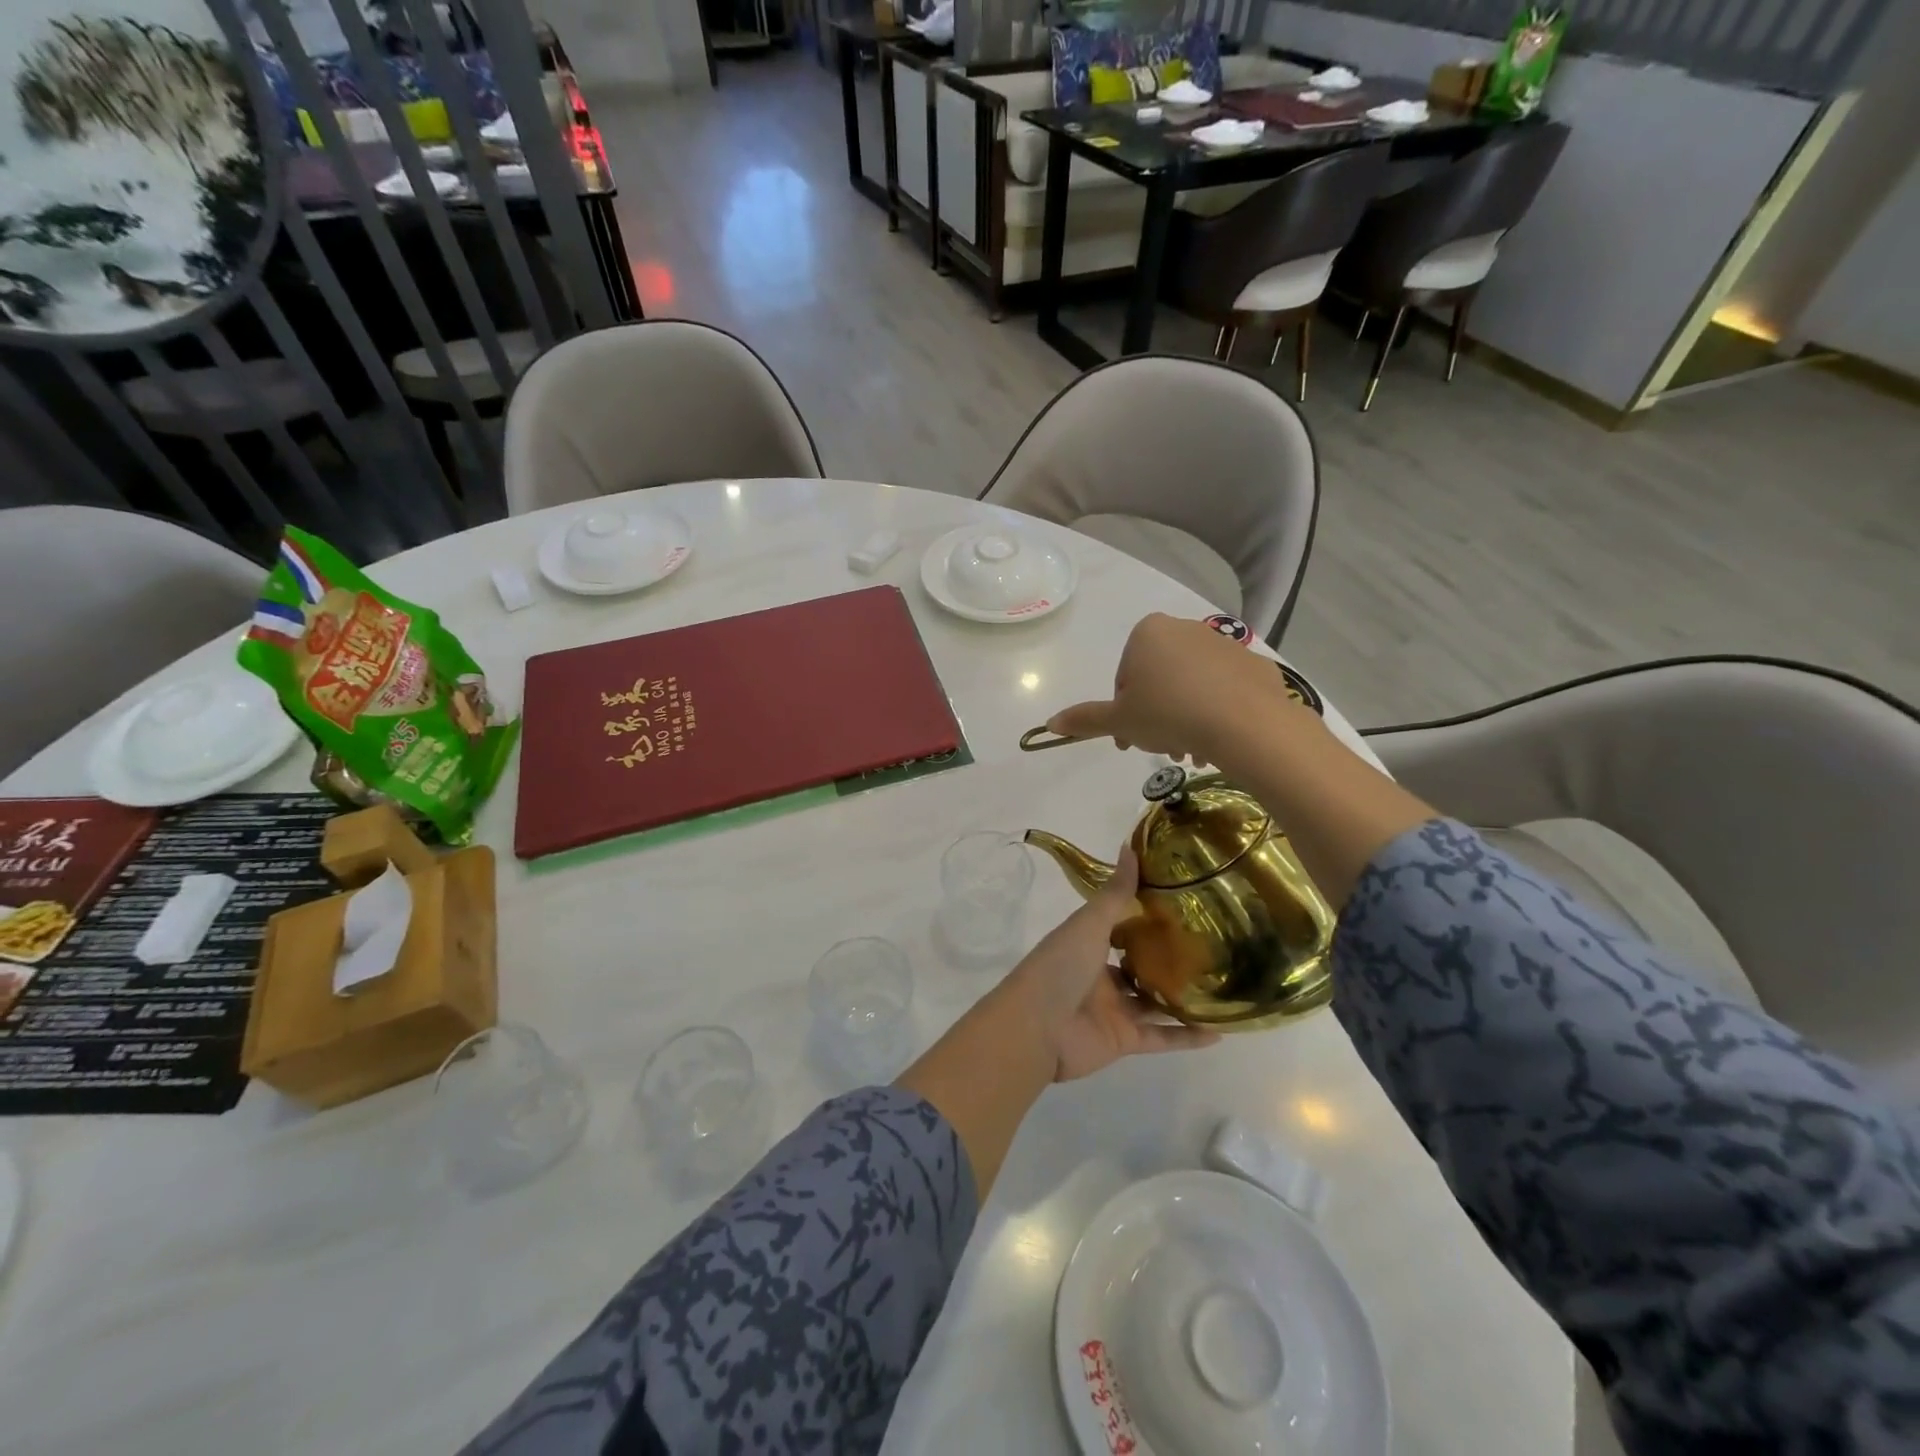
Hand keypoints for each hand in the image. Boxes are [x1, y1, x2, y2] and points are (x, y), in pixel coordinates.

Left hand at [1001, 845, 1218, 1081]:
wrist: (1036, 1028)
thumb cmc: (1059, 967)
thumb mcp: (1088, 924)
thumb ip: (1114, 894)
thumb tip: (1130, 846)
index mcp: (1087, 944)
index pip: (1120, 927)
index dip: (1146, 918)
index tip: (1183, 906)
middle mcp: (1100, 975)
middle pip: (1139, 966)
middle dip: (1168, 958)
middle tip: (1211, 947)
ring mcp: (1113, 1009)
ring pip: (1153, 1002)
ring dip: (1182, 997)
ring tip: (1222, 986)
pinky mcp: (1124, 1040)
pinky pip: (1161, 1038)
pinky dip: (1186, 1037)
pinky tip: (1218, 1031)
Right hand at [1046, 613, 1299, 768]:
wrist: (1245, 723)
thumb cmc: (1169, 714)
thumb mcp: (1119, 721)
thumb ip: (1085, 719)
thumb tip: (1050, 723)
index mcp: (1148, 633)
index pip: (1124, 677)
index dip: (1124, 712)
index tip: (1132, 739)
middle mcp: (1185, 628)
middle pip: (1159, 680)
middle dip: (1157, 716)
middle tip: (1162, 749)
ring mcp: (1224, 644)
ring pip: (1192, 686)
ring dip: (1185, 719)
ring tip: (1192, 752)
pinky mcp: (1254, 664)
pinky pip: (1226, 689)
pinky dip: (1217, 711)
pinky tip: (1218, 739)